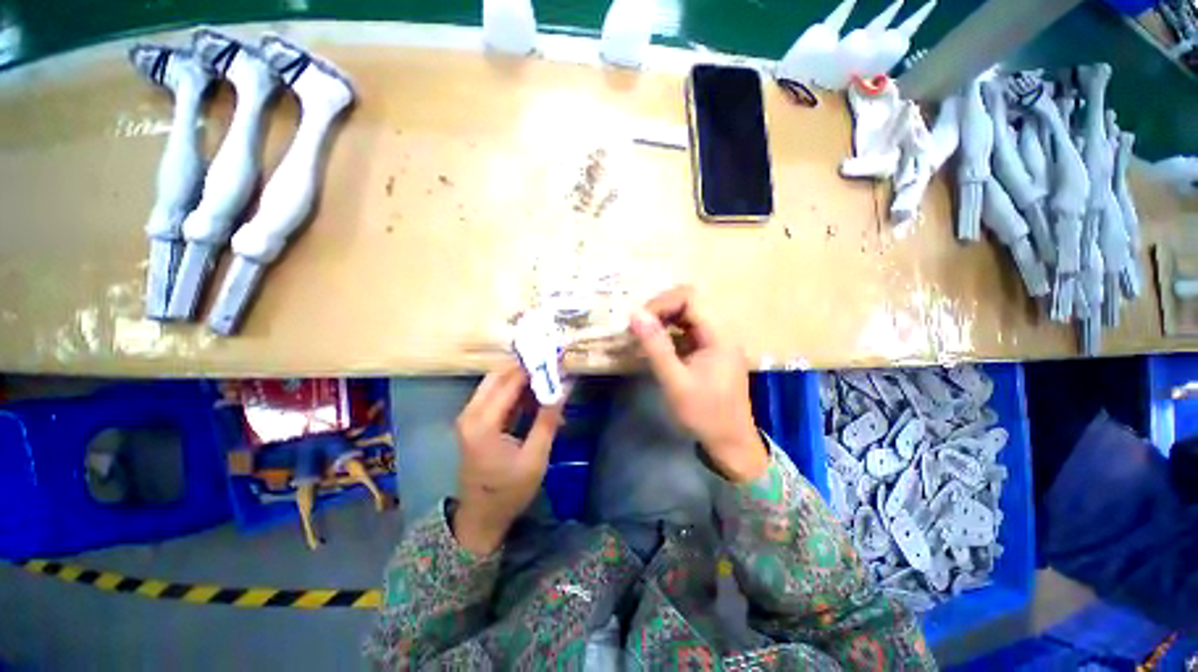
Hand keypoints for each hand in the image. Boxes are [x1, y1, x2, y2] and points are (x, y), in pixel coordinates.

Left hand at [453, 361, 563, 553]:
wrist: (481, 518)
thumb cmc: (509, 491)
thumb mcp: (535, 457)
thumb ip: (548, 419)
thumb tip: (565, 388)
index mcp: (483, 422)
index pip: (510, 381)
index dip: (533, 368)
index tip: (556, 359)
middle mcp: (471, 413)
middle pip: (498, 376)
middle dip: (526, 369)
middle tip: (552, 368)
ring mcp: (470, 417)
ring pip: (496, 384)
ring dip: (521, 381)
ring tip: (548, 383)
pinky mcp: (475, 422)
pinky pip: (496, 397)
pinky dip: (516, 394)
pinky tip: (536, 400)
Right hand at [630, 286, 767, 482]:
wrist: (730, 443)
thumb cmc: (705, 414)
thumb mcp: (675, 381)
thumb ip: (655, 346)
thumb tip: (635, 314)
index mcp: (718, 334)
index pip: (689, 298)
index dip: (661, 303)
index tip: (638, 321)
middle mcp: (719, 331)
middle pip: (688, 303)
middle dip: (659, 311)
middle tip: (637, 329)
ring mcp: (715, 341)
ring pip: (686, 316)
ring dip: (662, 322)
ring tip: (641, 336)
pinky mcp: (708, 351)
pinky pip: (686, 332)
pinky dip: (668, 334)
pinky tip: (654, 347)